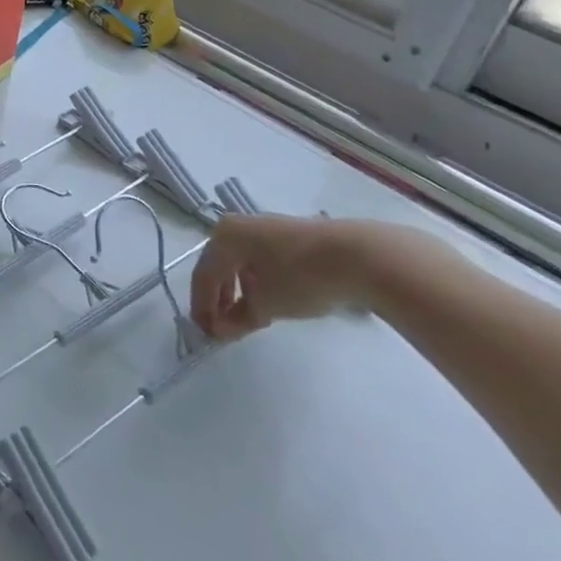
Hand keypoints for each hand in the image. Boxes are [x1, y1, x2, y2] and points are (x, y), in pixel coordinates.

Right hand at [189, 215, 436, 339]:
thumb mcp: (267, 304)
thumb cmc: (301, 277)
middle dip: (218, 299)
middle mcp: (236, 227)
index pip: (203, 275)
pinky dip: (255, 281)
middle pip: (218, 266)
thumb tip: (221, 330)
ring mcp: (263, 228)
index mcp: (223, 237)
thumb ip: (238, 319)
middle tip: (223, 327)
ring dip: (237, 291)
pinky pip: (258, 260)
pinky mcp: (287, 236)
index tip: (207, 334)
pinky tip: (268, 299)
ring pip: (239, 263)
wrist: (358, 256)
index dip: (201, 307)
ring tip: (246, 317)